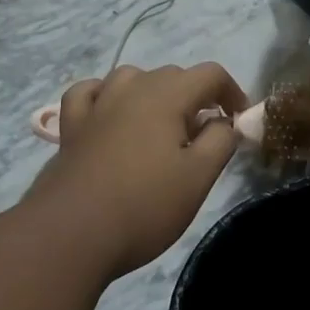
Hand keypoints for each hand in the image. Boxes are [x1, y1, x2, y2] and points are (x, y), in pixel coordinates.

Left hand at [27, 63, 247, 277]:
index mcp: (165, 97)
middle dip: (196, 98)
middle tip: (205, 137)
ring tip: (162, 127)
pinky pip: (90, 94)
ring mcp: (96, 106)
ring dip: (154, 94)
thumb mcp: (198, 177)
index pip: (210, 74)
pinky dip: (106, 96)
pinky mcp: (71, 128)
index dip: (232, 92)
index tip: (238, 121)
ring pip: (131, 79)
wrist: (71, 234)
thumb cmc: (144, 206)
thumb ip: (220, 141)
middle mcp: (129, 89)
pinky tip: (111, 114)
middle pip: (173, 75)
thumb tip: (224, 122)